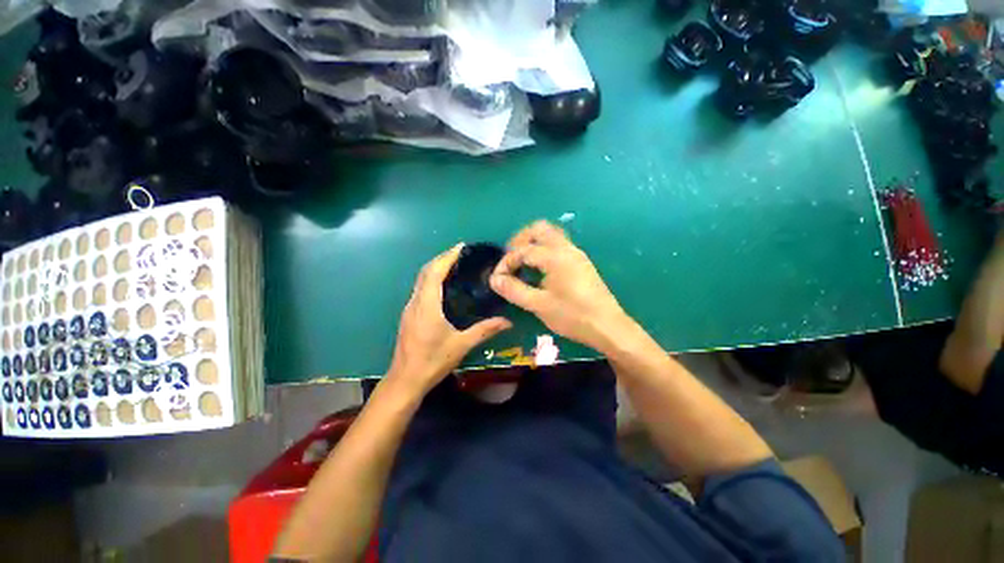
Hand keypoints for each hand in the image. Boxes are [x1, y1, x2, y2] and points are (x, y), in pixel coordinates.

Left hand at [386, 243, 511, 396]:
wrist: (405, 380)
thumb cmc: (432, 361)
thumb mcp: (461, 345)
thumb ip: (484, 330)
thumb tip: (508, 321)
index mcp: (427, 305)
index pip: (434, 272)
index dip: (447, 257)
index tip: (461, 247)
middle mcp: (415, 302)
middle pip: (426, 272)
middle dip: (442, 259)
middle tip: (461, 254)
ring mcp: (409, 308)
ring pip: (421, 280)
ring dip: (435, 268)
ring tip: (454, 265)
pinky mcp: (409, 315)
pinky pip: (420, 289)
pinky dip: (431, 279)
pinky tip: (443, 285)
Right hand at [490, 221, 630, 352]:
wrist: (608, 326)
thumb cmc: (573, 316)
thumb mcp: (539, 305)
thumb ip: (514, 290)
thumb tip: (494, 279)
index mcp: (555, 256)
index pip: (523, 250)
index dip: (506, 263)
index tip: (497, 278)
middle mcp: (566, 248)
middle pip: (539, 229)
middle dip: (520, 240)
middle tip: (510, 259)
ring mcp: (576, 253)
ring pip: (551, 234)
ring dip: (533, 243)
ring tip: (522, 263)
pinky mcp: (581, 262)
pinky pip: (558, 245)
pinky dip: (544, 249)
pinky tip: (538, 269)